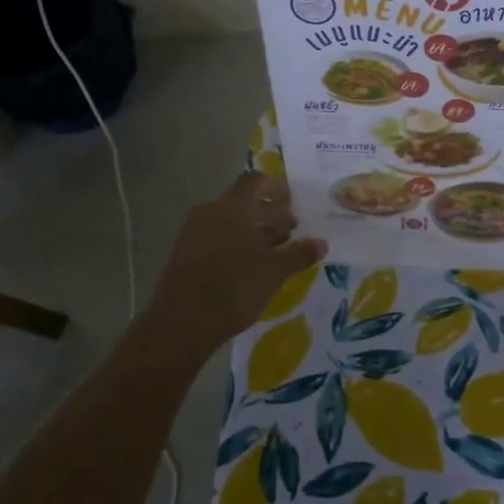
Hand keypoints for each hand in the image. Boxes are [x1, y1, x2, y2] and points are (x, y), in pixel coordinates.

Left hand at [145, 172, 326, 346]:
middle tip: (292, 228)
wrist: (181, 323)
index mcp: (233, 207)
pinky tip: (251, 265)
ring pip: (230, 220)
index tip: (295, 202)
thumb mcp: (274, 272)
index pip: (256, 181)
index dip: (277, 187)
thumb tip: (322, 243)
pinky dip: (236, 243)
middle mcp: (211, 211)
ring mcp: (194, 232)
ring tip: (275, 249)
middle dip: (269, 212)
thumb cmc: (234, 288)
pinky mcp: (185, 253)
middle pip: (243, 201)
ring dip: (253, 229)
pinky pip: (216, 237)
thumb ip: (299, 254)